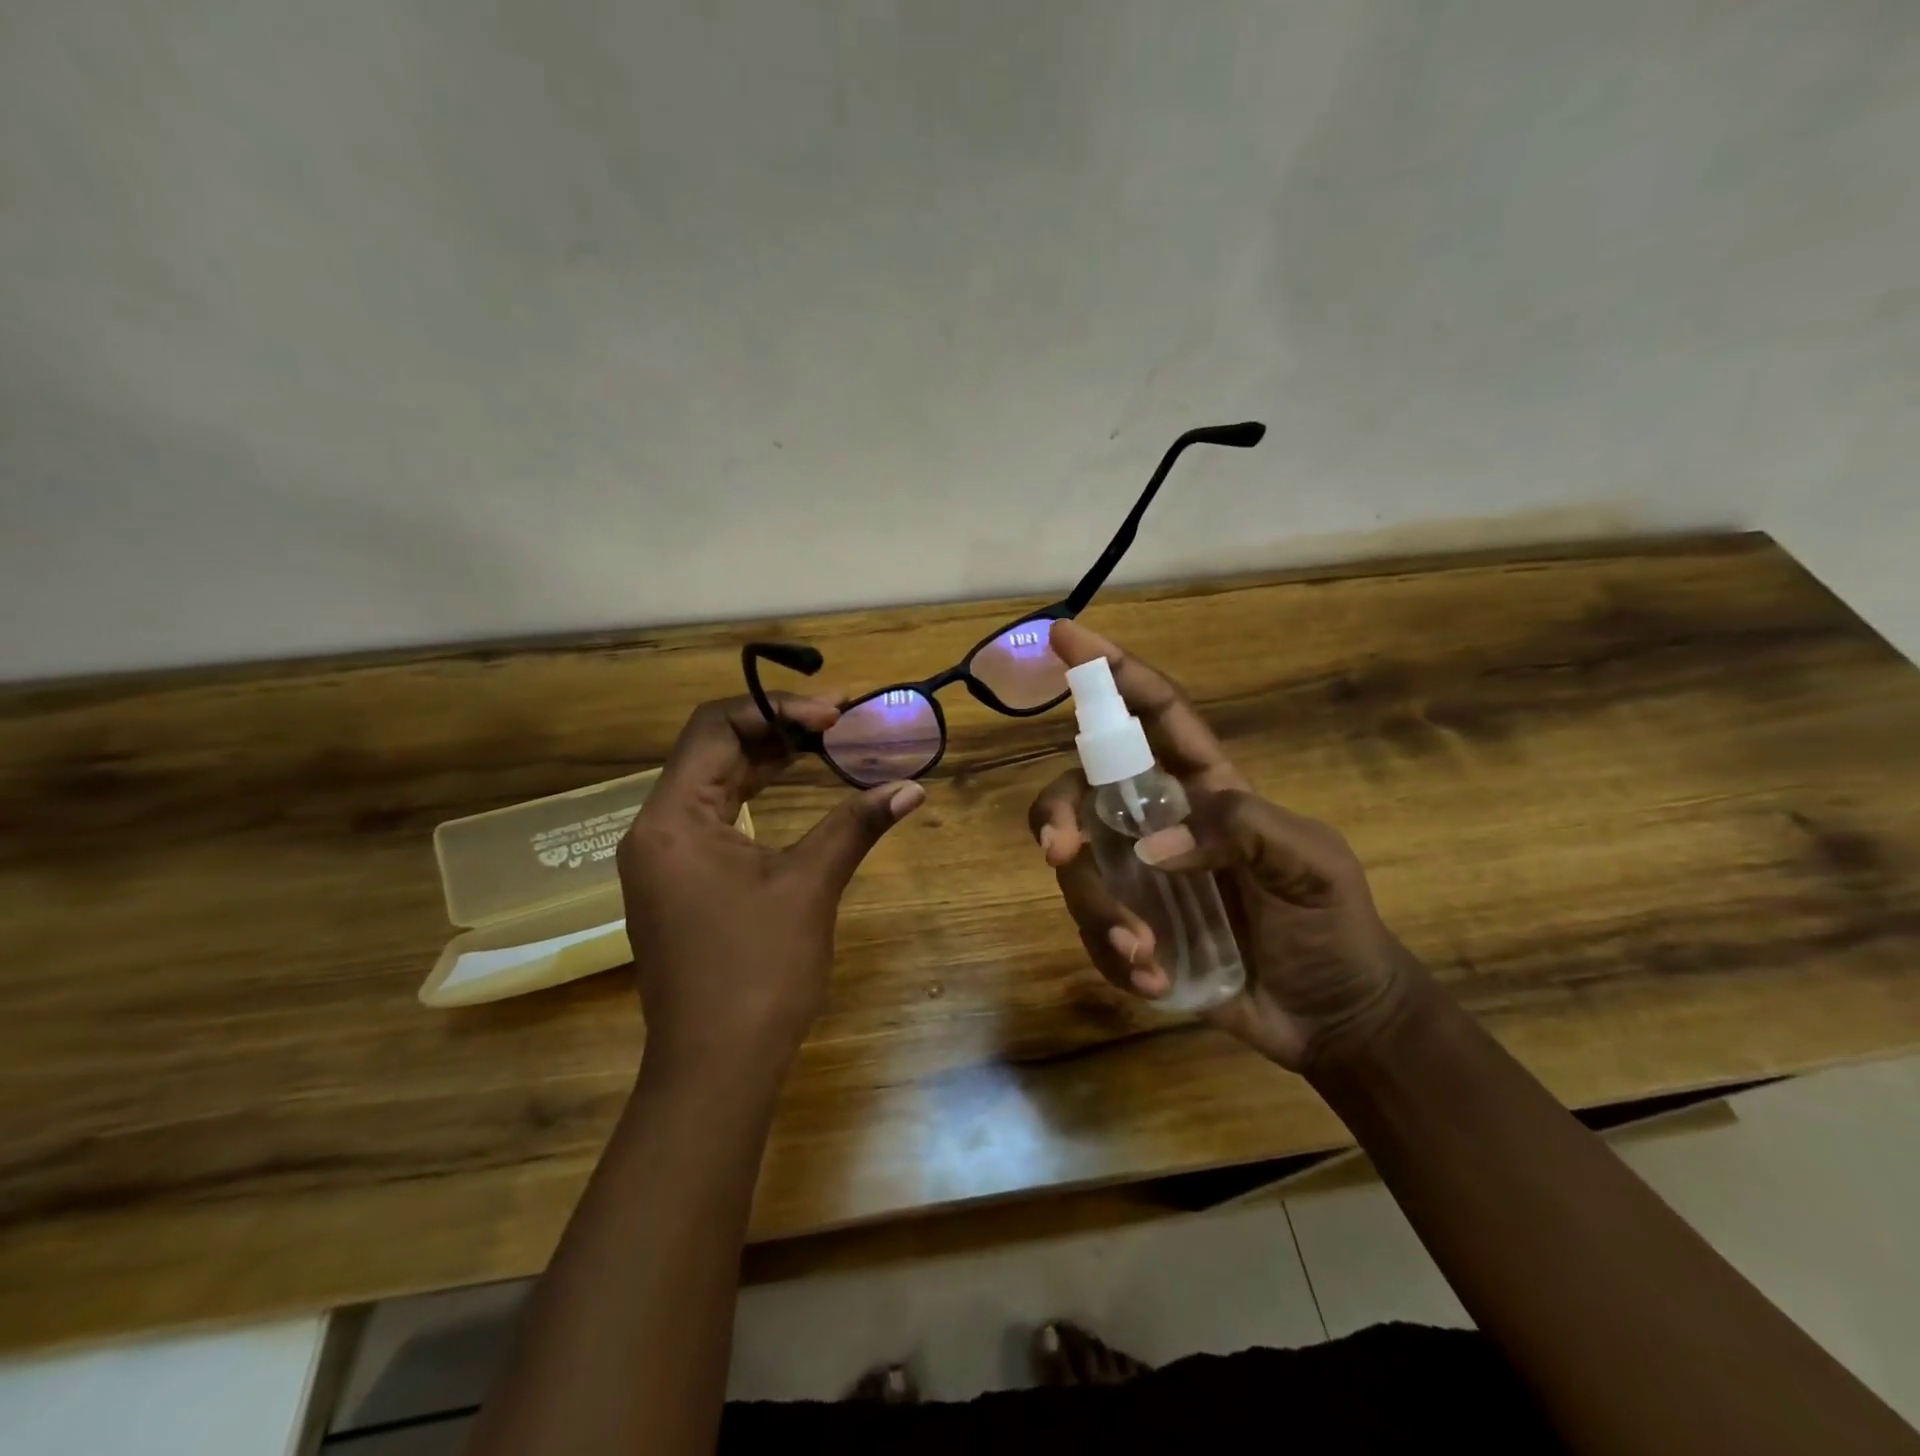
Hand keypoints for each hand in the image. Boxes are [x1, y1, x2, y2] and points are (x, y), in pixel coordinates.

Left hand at [619, 693, 923, 1083]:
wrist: (715, 1068)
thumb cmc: (758, 971)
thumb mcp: (809, 887)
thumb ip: (855, 825)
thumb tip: (911, 787)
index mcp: (672, 819)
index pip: (715, 728)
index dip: (777, 710)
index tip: (835, 715)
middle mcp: (656, 829)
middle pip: (712, 751)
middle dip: (776, 729)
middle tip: (838, 721)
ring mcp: (663, 859)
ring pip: (713, 783)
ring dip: (766, 760)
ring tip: (824, 745)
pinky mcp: (678, 883)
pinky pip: (714, 817)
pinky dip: (754, 796)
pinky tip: (792, 789)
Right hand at [1029, 620, 1420, 1071]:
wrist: (1333, 1016)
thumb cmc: (1333, 927)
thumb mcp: (1312, 862)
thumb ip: (1245, 831)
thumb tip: (1153, 846)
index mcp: (1203, 787)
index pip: (1152, 714)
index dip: (1111, 671)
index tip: (1065, 636)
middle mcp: (1156, 822)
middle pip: (1081, 791)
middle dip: (1058, 814)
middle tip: (1060, 851)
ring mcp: (1137, 878)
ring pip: (1077, 870)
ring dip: (1100, 912)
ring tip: (1147, 957)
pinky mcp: (1130, 930)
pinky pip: (1092, 932)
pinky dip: (1114, 958)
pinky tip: (1157, 981)